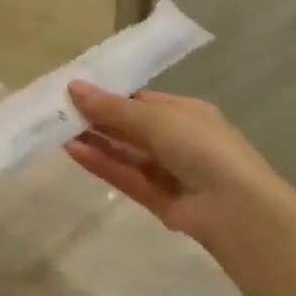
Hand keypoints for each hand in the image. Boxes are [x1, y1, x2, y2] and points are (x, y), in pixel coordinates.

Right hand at [65, 83, 278, 248]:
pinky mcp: (158, 199)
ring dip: (95, 141)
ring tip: (58, 130)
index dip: (109, 95)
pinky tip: (73, 150)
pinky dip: (101, 163)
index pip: (140, 100)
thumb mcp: (155, 117)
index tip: (76, 91)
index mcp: (185, 112)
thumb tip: (73, 86)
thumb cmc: (200, 146)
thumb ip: (111, 107)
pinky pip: (125, 176)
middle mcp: (178, 139)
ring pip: (125, 153)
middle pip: (130, 126)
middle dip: (98, 118)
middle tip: (59, 111)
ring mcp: (169, 171)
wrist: (237, 208)